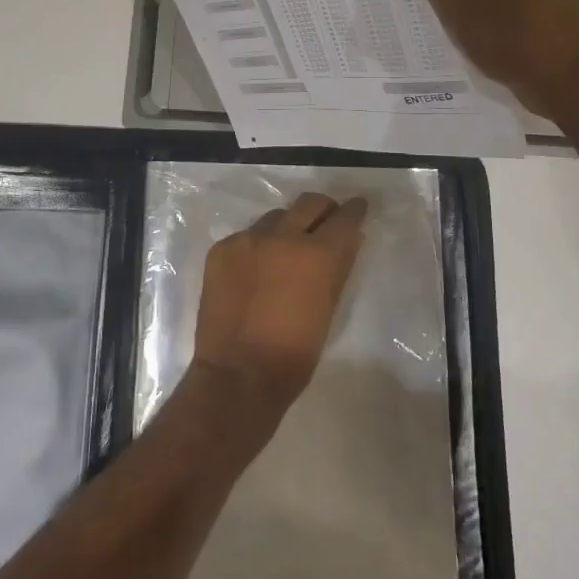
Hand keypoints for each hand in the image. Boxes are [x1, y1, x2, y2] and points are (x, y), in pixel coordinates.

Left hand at [192, 193, 366, 417]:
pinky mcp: (221, 249)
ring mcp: (247, 239)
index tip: (357, 207)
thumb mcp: (329, 309)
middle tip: (325, 222)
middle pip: (309, 203)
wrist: (237, 376)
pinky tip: (255, 271)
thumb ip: (338, 268)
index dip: (354, 210)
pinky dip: (256, 247)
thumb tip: (346, 240)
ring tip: (285, 251)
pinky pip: (246, 236)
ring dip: (286, 227)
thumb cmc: (295, 354)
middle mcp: (282, 236)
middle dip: (322, 209)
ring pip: (275, 217)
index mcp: (317, 254)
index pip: (344, 217)